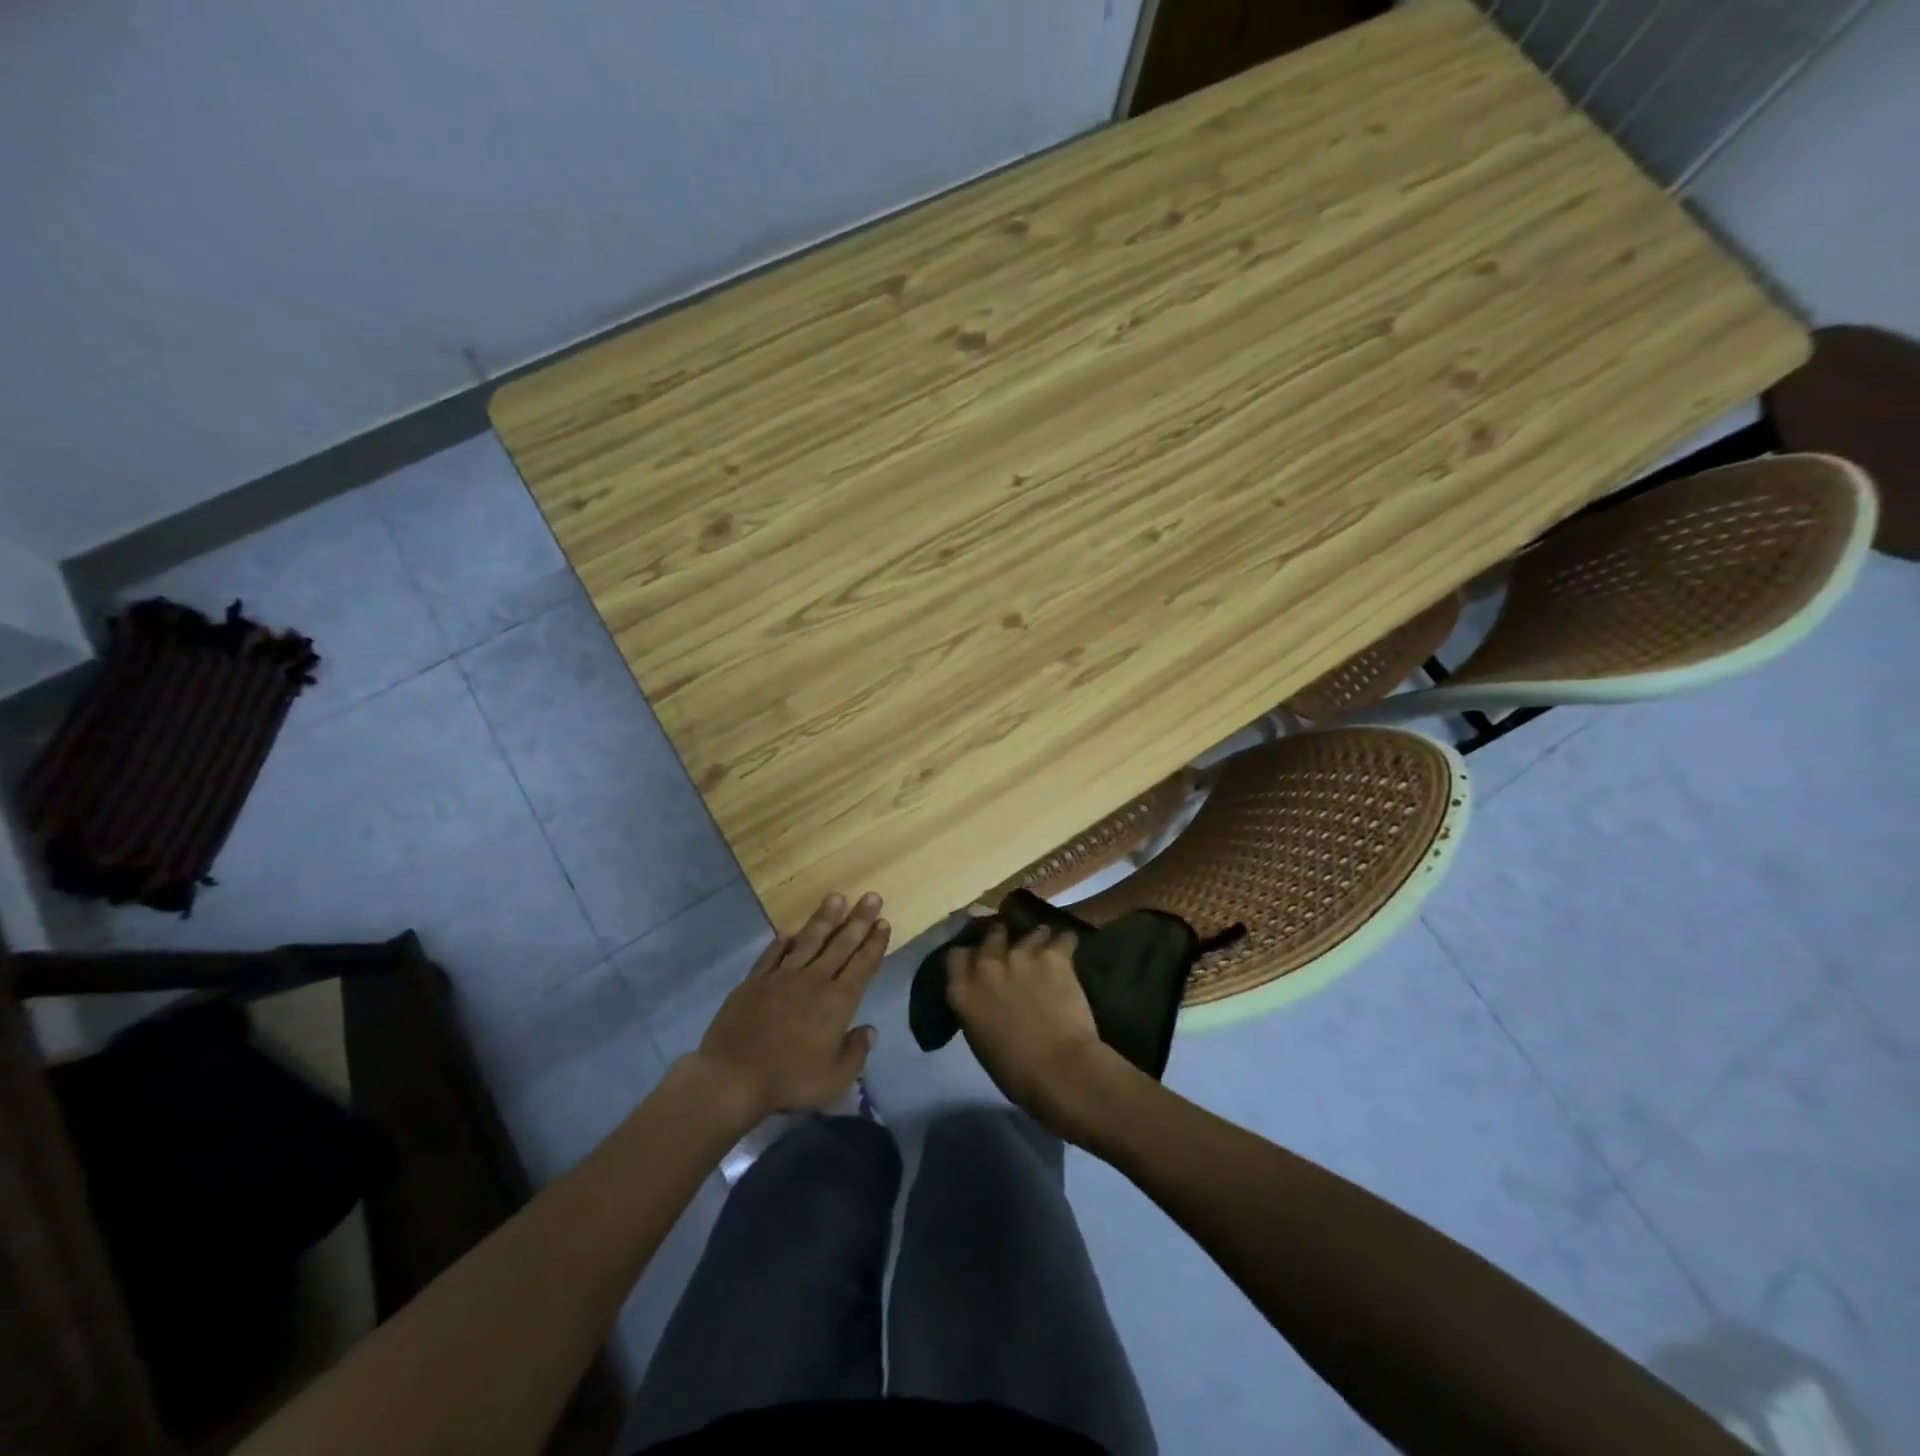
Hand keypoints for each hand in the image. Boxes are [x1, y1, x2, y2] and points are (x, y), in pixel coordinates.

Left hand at [691, 892, 889, 1125]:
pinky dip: (781, 942)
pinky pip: (772, 955)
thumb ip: (856, 1052)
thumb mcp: (834, 1079)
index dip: (874, 943)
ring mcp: (782, 977)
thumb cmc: (789, 1080)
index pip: (862, 965)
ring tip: (836, 897)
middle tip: (872, 896)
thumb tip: (870, 1030)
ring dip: (824, 919)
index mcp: (837, 1002)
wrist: (732, 1077)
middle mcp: (813, 981)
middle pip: (841, 945)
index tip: (883, 922)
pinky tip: (789, 931)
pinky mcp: (754, 981)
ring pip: (808, 941)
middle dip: (858, 920)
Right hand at [944, 923, 1125, 1138]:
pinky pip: (1063, 938)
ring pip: (1029, 933)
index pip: (956, 956)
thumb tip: (988, 1001)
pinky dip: (1067, 942)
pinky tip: (1070, 946)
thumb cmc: (1017, 1073)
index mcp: (963, 993)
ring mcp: (1021, 956)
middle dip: (1002, 939)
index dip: (969, 955)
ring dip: (1037, 939)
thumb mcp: (981, 1040)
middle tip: (1013, 950)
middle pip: (992, 936)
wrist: (1060, 1070)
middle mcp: (987, 967)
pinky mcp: (1054, 956)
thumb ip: (978, 1010)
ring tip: (1046, 946)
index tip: (978, 959)